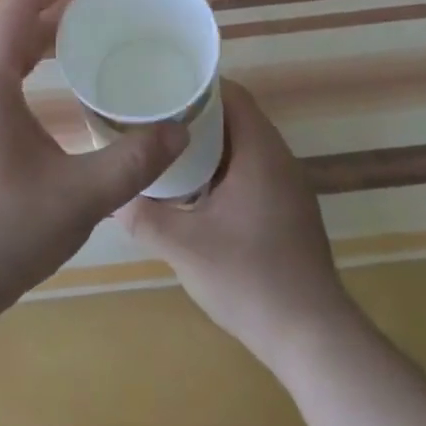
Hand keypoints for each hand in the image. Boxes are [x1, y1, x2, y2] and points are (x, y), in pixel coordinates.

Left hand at [0, 0, 188, 330]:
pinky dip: (26, 71)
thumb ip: (132, 162)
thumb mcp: (76, 200)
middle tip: (106, 8)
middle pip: (11, 26)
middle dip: (58, 8)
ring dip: (40, 41)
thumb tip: (178, 131)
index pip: (20, 2)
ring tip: (86, 45)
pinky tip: (51, 98)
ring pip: (0, 57)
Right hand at [120, 81, 348, 376]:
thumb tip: (111, 196)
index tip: (160, 86)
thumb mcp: (183, 247)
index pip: (232, 94)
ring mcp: (288, 188)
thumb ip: (143, 216)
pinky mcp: (289, 212)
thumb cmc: (249, 280)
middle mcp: (280, 161)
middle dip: (195, 113)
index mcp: (260, 153)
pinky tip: (194, 189)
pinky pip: (252, 171)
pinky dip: (223, 168)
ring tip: (165, 147)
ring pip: (244, 146)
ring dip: (209, 143)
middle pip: (237, 117)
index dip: (196, 85)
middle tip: (153, 117)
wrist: (313, 340)